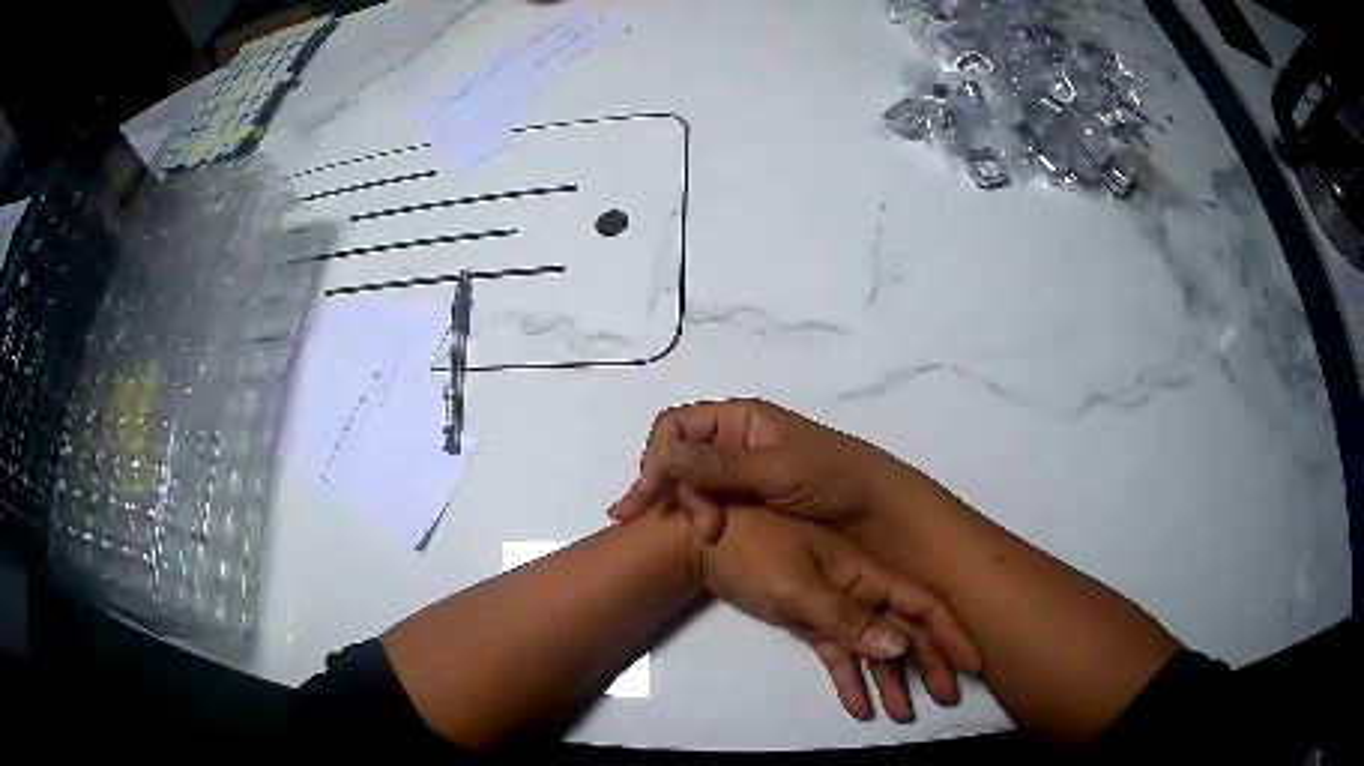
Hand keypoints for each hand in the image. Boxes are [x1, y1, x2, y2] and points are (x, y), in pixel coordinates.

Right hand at [609, 399, 913, 542]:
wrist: (881, 517)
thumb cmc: (837, 480)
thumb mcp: (779, 470)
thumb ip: (721, 466)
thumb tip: (663, 455)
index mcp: (741, 420)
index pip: (676, 427)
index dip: (659, 457)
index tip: (652, 495)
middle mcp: (734, 443)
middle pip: (678, 458)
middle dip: (672, 489)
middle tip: (697, 527)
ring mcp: (740, 476)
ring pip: (690, 485)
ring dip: (683, 508)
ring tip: (703, 537)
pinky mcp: (747, 505)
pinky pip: (708, 506)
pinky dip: (695, 520)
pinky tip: (692, 539)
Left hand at [687, 503, 981, 721]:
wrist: (700, 540)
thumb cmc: (751, 552)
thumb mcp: (798, 584)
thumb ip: (847, 616)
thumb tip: (899, 644)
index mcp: (863, 571)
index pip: (920, 603)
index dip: (950, 632)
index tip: (972, 664)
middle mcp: (857, 586)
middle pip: (904, 628)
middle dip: (929, 663)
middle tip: (946, 698)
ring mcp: (832, 604)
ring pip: (872, 645)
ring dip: (890, 679)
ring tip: (902, 713)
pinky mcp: (807, 619)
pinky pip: (836, 652)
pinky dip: (848, 678)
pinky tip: (858, 705)